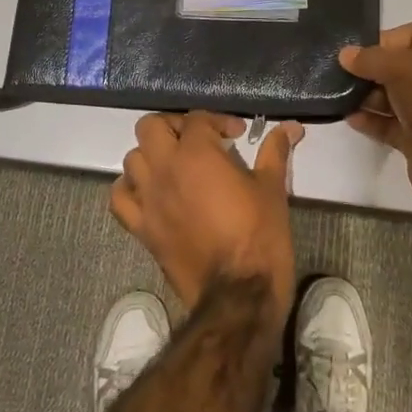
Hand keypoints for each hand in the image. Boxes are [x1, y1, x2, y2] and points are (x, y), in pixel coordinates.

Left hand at [110, 111, 301, 323]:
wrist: (237, 293)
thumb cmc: (259, 234)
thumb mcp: (272, 188)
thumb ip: (275, 151)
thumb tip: (292, 126)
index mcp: (196, 153)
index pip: (197, 119)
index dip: (218, 121)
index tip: (238, 135)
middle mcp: (164, 169)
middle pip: (150, 127)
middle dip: (174, 126)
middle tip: (198, 140)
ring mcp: (147, 199)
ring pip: (132, 159)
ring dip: (152, 155)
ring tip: (176, 165)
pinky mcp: (140, 227)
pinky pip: (119, 199)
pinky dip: (129, 189)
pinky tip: (150, 192)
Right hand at [339, 23, 411, 225]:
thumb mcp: (405, 68)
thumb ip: (371, 59)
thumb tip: (345, 55)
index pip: (408, 36)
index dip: (380, 41)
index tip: (351, 53)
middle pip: (396, 66)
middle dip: (368, 69)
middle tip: (336, 75)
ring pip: (390, 96)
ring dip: (365, 95)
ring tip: (338, 96)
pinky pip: (388, 123)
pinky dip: (370, 120)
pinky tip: (349, 118)